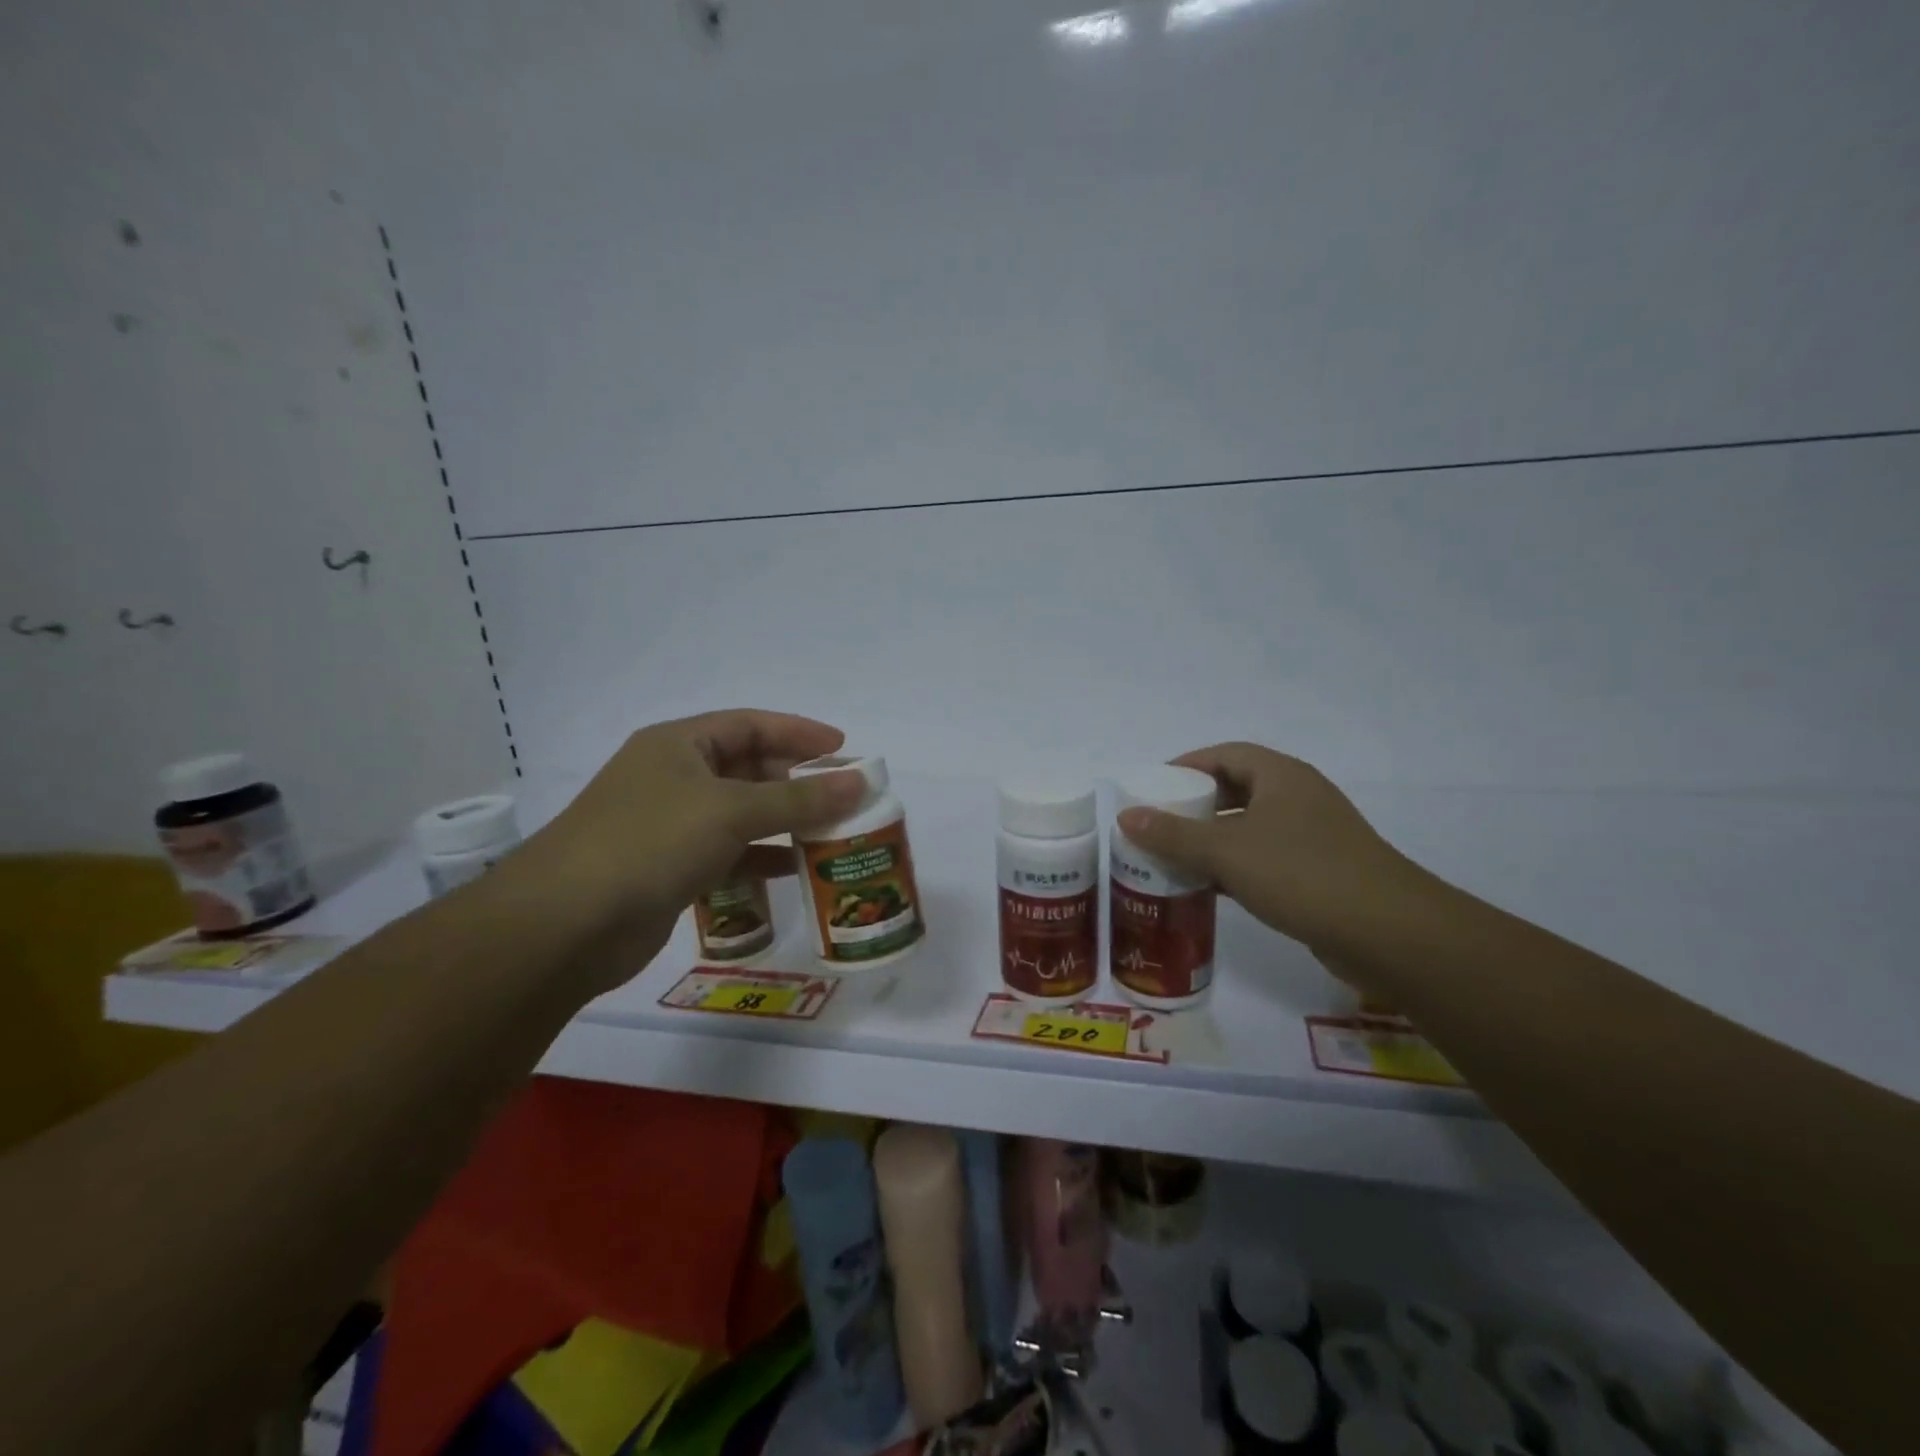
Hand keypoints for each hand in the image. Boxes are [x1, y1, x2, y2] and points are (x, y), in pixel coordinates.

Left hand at [503, 710, 866, 991]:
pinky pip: (728, 852)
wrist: (566, 925)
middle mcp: (674, 778)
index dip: (799, 732)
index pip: (750, 725)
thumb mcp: (731, 811)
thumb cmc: (650, 843)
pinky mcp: (670, 868)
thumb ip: (799, 799)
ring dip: (784, 821)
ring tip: (831, 833)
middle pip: (749, 768)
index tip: (844, 748)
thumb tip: (860, 782)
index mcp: (679, 745)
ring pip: (741, 813)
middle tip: (844, 796)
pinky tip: (793, 869)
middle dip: (797, 781)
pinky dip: (760, 857)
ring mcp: (670, 825)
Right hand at [1115, 742, 1426, 955]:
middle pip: (1237, 789)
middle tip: (1158, 824)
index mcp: (1281, 777)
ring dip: (1213, 840)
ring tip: (1173, 857)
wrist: (1389, 933)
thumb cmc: (1302, 874)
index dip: (1187, 765)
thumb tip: (1126, 816)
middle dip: (1196, 805)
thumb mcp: (1227, 851)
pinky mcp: (1320, 873)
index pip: (1226, 754)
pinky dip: (1235, 867)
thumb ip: (1173, 834)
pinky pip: (1265, 859)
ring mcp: (1313, 837)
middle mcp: (1299, 798)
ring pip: (1250, 828)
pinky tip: (1209, 888)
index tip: (1153, 786)